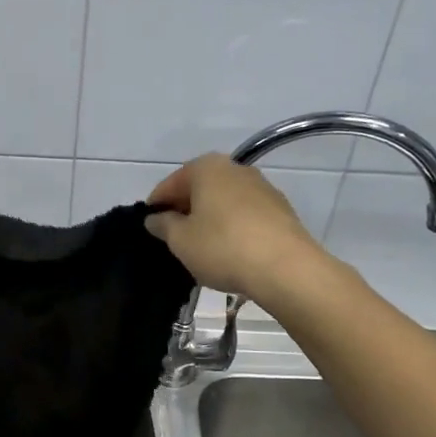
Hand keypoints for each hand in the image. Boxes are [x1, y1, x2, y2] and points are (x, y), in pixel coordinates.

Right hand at [143, 155, 329, 304]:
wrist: (286, 268)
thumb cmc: (223, 247)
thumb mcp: (180, 240)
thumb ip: (163, 225)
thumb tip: (155, 218)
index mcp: (207, 168)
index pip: (170, 184)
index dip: (156, 206)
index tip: (149, 227)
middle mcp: (235, 169)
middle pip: (200, 188)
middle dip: (185, 210)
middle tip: (173, 238)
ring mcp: (262, 188)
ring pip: (224, 201)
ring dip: (210, 219)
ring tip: (201, 247)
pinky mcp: (280, 210)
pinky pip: (245, 215)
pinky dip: (232, 227)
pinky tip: (228, 250)